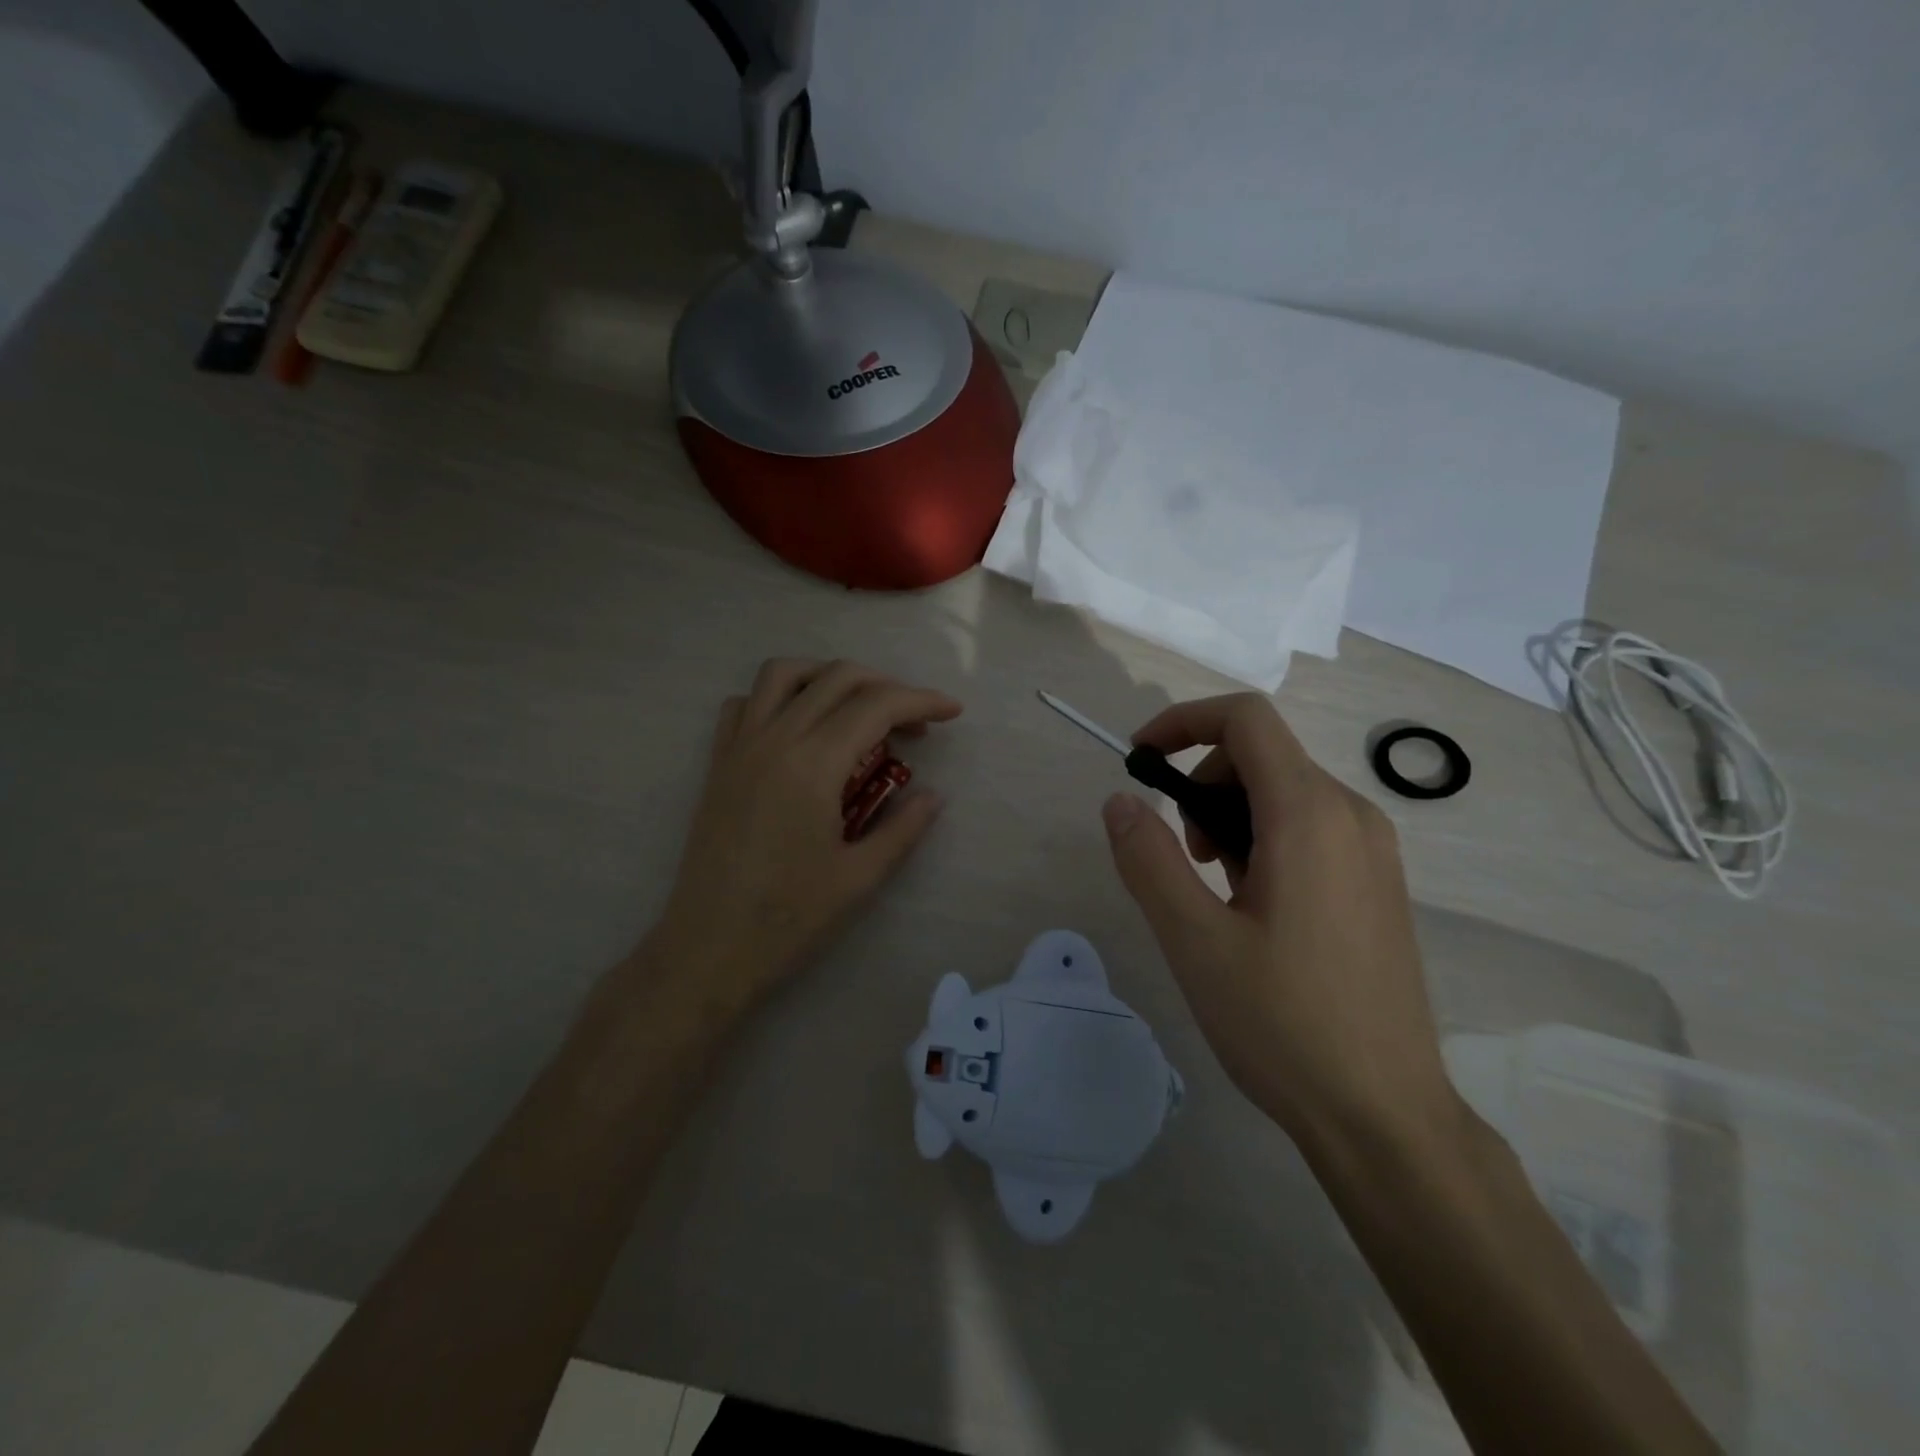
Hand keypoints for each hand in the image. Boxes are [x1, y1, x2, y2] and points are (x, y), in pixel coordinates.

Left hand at [652, 659, 960, 1013]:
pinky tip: (801, 727)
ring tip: (859, 708)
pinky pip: (746, 703)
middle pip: (836, 677)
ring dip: (830, 677)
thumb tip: (934, 795)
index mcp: (812, 765)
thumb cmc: (788, 920)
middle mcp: (773, 740)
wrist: (707, 950)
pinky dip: (780, 696)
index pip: (876, 706)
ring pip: (784, 673)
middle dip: (886, 686)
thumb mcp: (860, 878)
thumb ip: (904, 828)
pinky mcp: (718, 763)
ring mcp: (739, 747)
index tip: (952, 713)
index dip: (921, 701)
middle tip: (916, 723)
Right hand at [1101, 694, 1454, 1149]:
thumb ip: (1148, 859)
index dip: (1182, 721)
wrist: (1384, 1117)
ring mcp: (1373, 851)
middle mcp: (1352, 816)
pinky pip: (1310, 828)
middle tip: (1181, 856)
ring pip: (1284, 792)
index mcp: (1310, 816)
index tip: (1139, 760)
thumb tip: (1119, 800)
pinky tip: (1253, 911)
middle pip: (1261, 754)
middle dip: (1201, 784)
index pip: (1245, 719)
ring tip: (1214, 892)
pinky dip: (1263, 840)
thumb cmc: (1283, 1024)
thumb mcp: (1194, 940)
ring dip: (1229, 816)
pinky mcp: (1378, 884)